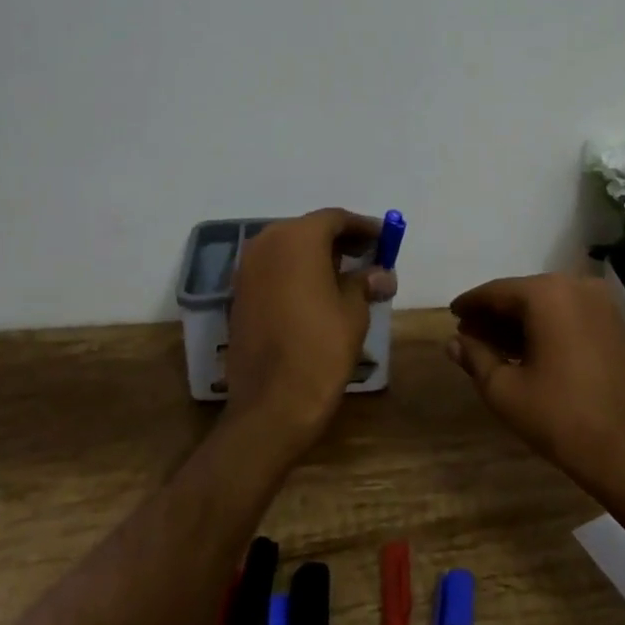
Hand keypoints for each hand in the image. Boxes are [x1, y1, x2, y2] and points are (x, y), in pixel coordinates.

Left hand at [226, 208, 397, 453]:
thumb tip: (382, 273)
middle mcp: (266, 243)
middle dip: (339, 240)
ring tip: (347, 276)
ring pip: (288, 249)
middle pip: (309, 230)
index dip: (363, 227)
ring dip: (317, 257)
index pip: (335, 219)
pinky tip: (318, 293)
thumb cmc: (320, 349)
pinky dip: (296, 273)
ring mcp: (246, 269)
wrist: (271, 405)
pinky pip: (273, 270)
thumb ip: (366, 283)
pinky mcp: (238, 294)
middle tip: (369, 256)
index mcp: (297, 239)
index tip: (385, 238)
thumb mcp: (353, 312)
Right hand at [447, 273, 624, 511]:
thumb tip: (454, 341)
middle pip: (523, 295)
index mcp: (546, 294)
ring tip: (492, 347)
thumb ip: (476, 358)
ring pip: (547, 305)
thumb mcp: (505, 390)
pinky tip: (527, 351)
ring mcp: (601, 303)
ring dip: (519, 322)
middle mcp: (576, 285)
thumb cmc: (561, 418)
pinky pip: (569, 315)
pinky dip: (546, 327)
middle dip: (495, 315)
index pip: (496, 292)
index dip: (470, 305)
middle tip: (468, 335)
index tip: (452, 315)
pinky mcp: (615, 323)